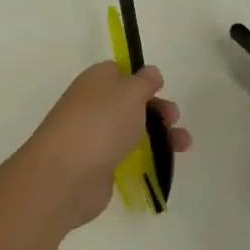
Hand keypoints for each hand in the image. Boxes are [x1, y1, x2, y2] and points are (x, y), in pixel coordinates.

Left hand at [21, 62, 190, 230]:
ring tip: (184, 145)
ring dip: (160, 135)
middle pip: (130, 102)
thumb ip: (145, 81)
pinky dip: (146, 157)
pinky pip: (126, 155)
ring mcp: (94, 136)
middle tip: (174, 118)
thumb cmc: (101, 123)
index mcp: (97, 80)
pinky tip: (164, 163)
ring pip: (132, 130)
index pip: (121, 72)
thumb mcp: (131, 92)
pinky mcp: (98, 165)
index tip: (160, 89)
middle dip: (157, 109)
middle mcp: (93, 105)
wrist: (65, 176)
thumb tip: (150, 73)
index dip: (142, 80)